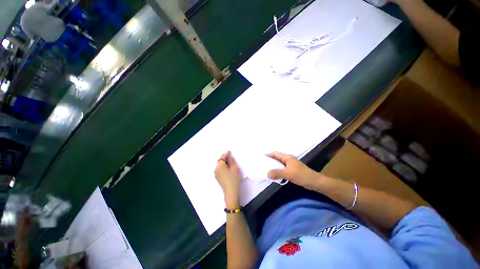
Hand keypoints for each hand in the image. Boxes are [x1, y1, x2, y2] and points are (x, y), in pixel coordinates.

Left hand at [214, 151, 242, 207]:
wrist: (231, 192)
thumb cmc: (234, 179)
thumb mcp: (234, 168)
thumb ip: (231, 160)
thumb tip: (229, 156)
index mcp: (220, 166)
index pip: (222, 157)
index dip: (226, 154)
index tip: (229, 151)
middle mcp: (216, 169)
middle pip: (219, 161)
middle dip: (224, 157)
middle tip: (229, 155)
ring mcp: (216, 174)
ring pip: (219, 165)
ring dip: (223, 162)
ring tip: (229, 161)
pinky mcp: (217, 178)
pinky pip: (219, 169)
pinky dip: (222, 166)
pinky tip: (227, 167)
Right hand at [267, 152, 322, 189]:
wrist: (314, 182)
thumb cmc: (301, 175)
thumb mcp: (288, 173)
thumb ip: (277, 173)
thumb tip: (267, 174)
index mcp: (287, 158)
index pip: (276, 154)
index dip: (269, 154)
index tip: (262, 156)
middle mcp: (288, 160)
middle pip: (277, 158)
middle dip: (270, 160)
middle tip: (262, 162)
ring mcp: (291, 165)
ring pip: (280, 164)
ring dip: (274, 166)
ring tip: (266, 168)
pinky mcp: (292, 170)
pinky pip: (282, 169)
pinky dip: (278, 170)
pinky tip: (275, 174)